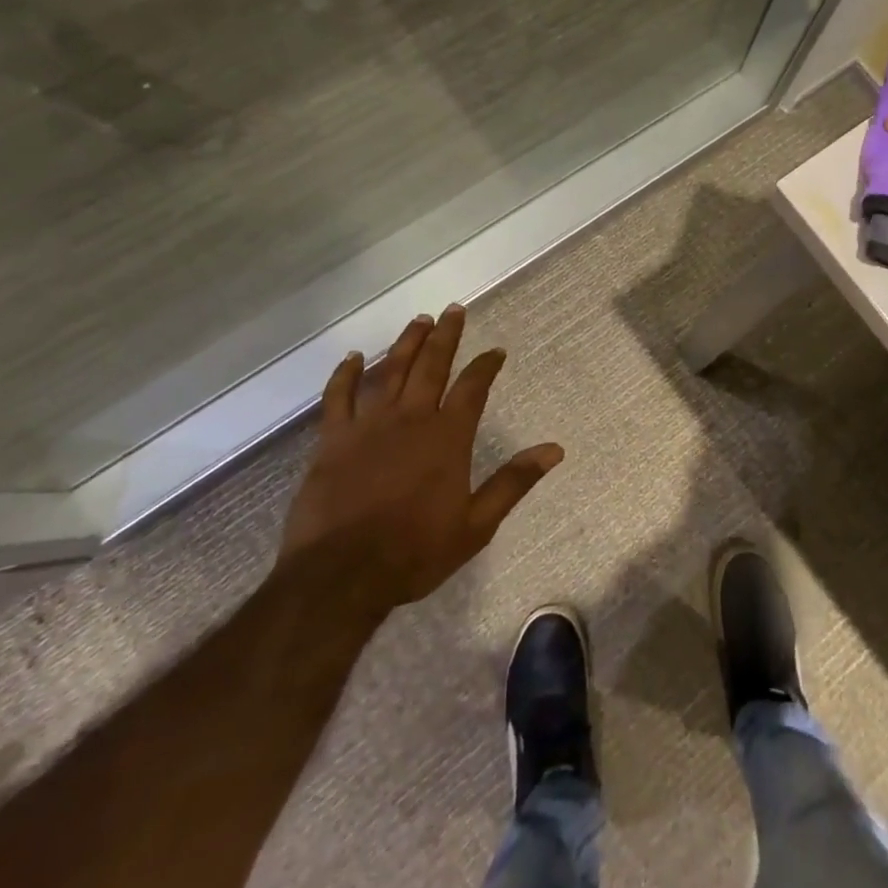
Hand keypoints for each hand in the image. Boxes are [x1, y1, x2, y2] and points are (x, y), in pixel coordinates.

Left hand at [276, 305, 563, 609]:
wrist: (341, 576)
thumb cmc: (415, 552)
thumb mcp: (476, 524)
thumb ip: (514, 482)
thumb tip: (554, 449)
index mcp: (448, 437)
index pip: (473, 388)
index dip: (486, 366)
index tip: (496, 350)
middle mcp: (410, 419)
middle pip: (431, 366)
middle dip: (445, 336)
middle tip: (453, 310)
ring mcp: (368, 426)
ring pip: (390, 371)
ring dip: (405, 344)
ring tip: (418, 321)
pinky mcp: (333, 440)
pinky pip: (338, 396)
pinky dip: (346, 374)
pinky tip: (354, 357)